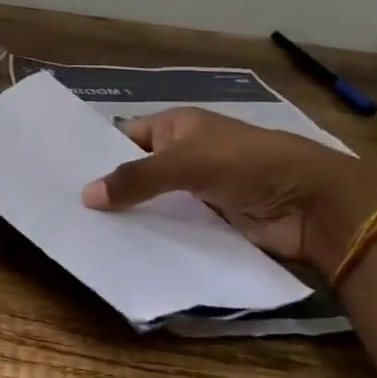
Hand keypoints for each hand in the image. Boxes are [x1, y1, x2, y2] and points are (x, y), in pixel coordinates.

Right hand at [80, 108, 376, 271]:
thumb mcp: (187, 162)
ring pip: (153, 203)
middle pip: (137, 172)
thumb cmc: (249, 165)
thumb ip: (137, 178)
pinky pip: (172, 228)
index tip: (62, 174)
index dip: (98, 152)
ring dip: (130, 217)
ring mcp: (197, 191)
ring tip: (84, 234)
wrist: (313, 204)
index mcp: (178, 127)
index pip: (126, 136)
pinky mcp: (210, 223)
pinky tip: (122, 251)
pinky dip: (153, 237)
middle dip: (109, 189)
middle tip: (66, 210)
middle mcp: (184, 155)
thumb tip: (85, 196)